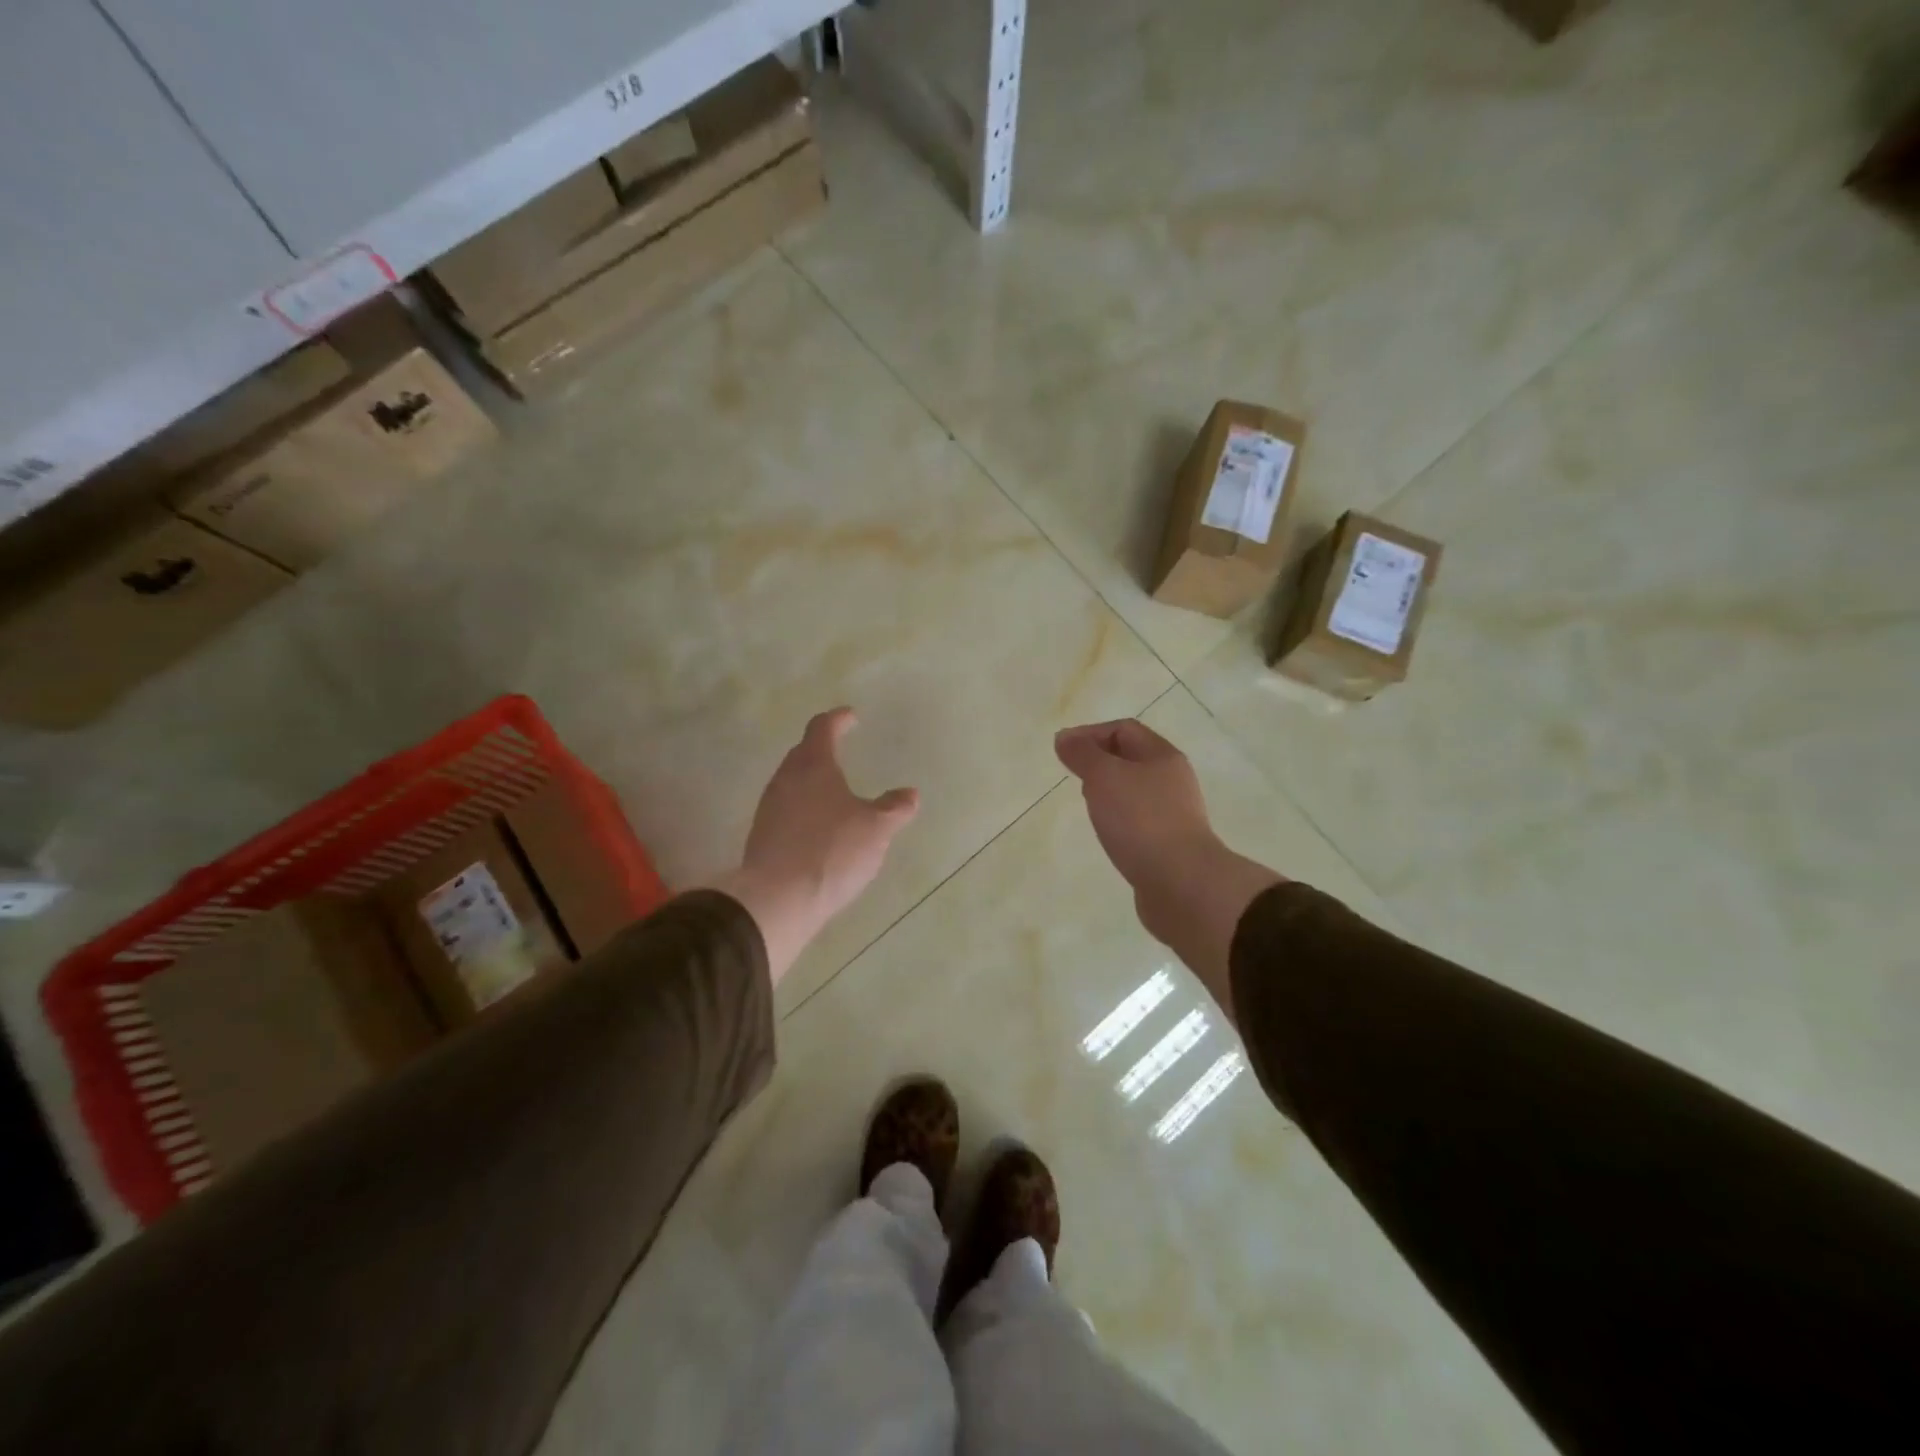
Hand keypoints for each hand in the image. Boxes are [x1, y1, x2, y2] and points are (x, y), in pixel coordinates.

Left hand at [710, 709, 918, 983]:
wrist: (778, 898)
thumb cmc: (832, 851)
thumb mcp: (876, 829)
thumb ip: (894, 808)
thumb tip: (909, 794)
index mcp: (814, 765)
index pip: (822, 728)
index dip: (838, 719)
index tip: (850, 717)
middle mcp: (786, 779)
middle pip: (802, 753)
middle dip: (821, 748)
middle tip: (840, 749)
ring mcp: (769, 807)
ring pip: (792, 781)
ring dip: (811, 779)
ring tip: (832, 789)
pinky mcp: (762, 835)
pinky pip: (786, 809)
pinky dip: (803, 806)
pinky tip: (817, 825)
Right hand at [1055, 719, 1280, 1017]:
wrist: (1181, 883)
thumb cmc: (1140, 820)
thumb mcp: (1104, 777)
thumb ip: (1082, 754)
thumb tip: (1065, 738)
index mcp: (1162, 756)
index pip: (1124, 729)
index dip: (1090, 733)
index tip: (1062, 751)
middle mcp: (1172, 780)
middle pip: (1131, 758)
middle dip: (1099, 762)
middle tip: (1074, 776)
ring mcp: (1174, 814)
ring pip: (1134, 791)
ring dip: (1108, 792)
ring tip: (1087, 806)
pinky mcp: (1169, 844)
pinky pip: (1138, 821)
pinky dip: (1118, 820)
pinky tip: (1107, 835)